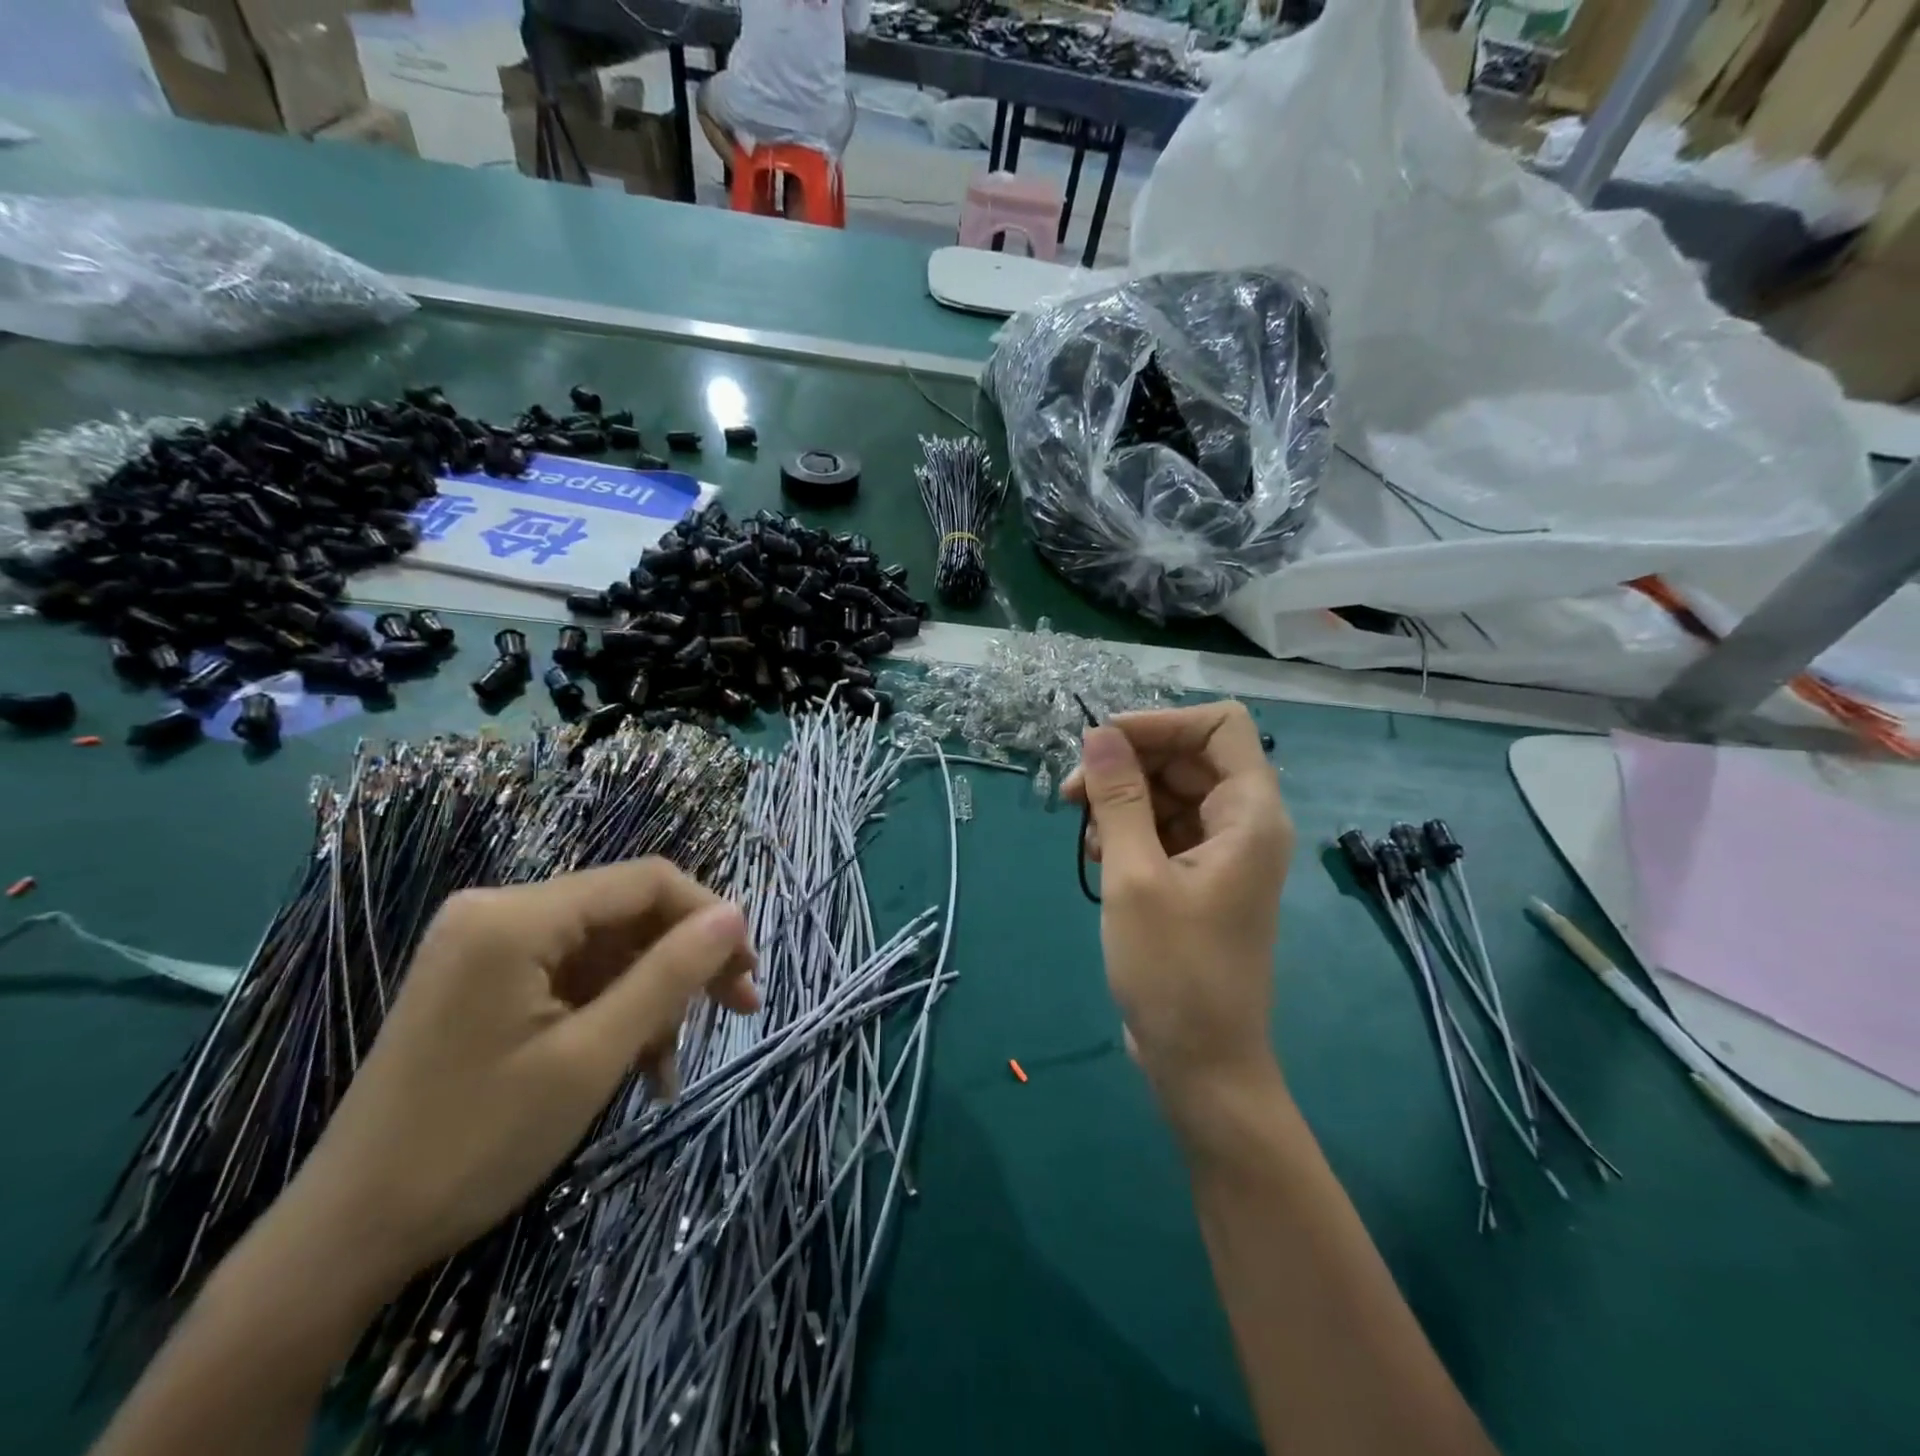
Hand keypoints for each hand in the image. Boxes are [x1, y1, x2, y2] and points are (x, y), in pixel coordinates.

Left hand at [277, 859, 758, 1296]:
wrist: (346, 1237)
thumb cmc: (475, 1143)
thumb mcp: (592, 1056)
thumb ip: (670, 974)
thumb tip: (736, 915)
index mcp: (515, 916)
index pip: (645, 882)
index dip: (708, 916)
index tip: (749, 969)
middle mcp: (499, 912)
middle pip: (626, 915)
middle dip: (684, 963)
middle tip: (740, 1008)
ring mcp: (486, 947)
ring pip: (606, 950)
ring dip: (650, 1000)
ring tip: (670, 1066)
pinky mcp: (483, 982)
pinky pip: (572, 978)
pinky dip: (612, 1014)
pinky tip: (638, 1067)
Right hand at [1062, 702, 1292, 1102]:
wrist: (1201, 1063)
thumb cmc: (1173, 970)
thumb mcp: (1134, 876)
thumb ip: (1118, 798)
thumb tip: (1100, 733)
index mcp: (1249, 814)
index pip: (1219, 726)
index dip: (1161, 722)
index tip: (1103, 743)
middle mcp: (1244, 823)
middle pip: (1188, 757)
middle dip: (1129, 764)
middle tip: (1072, 792)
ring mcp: (1223, 851)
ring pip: (1171, 792)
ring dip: (1122, 800)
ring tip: (1083, 834)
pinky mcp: (1200, 877)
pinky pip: (1165, 828)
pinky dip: (1130, 830)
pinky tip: (1098, 856)